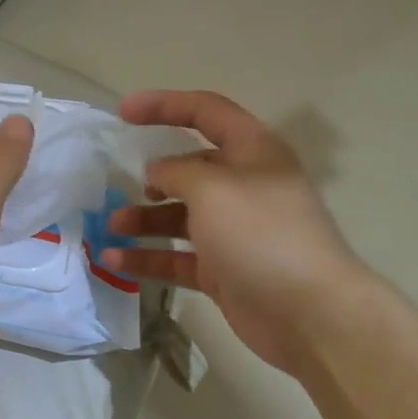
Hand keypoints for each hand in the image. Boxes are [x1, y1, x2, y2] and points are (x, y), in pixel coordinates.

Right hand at [98, 91, 372, 375]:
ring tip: (110, 226)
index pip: (207, 114)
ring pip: (178, 216)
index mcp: (253, 153)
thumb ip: (177, 172)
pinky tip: (113, 260)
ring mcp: (232, 231)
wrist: (307, 312)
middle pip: (189, 169)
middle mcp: (244, 187)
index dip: (164, 106)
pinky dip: (145, 257)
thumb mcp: (214, 188)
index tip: (122, 112)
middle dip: (149, 175)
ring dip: (142, 219)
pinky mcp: (221, 269)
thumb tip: (157, 173)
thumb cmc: (262, 235)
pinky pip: (175, 257)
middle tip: (116, 183)